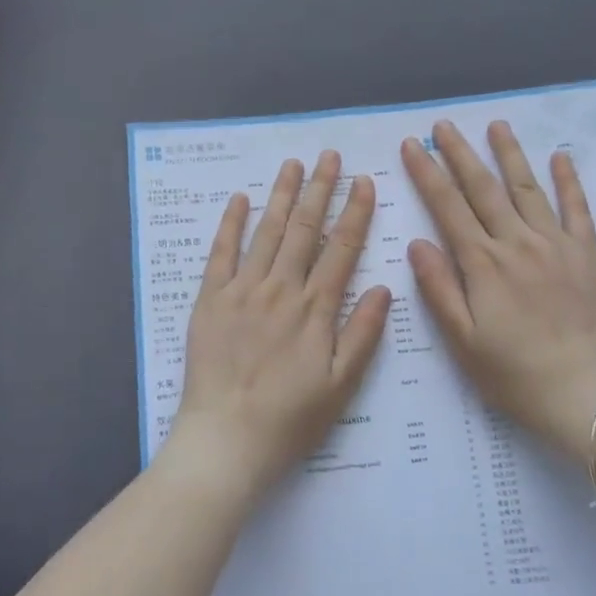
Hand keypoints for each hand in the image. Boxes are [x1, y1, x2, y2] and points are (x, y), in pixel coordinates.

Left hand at [170, 151, 391, 500]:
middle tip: (329, 156)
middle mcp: (281, 290)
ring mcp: (242, 291)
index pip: (341, 249)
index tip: (364, 182)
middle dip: (320, 190)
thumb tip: (385, 287)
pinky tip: (239, 199)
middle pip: (305, 230)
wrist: (227, 439)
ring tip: (294, 165)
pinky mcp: (210, 300)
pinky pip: (220, 253)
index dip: (355, 213)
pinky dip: (230, 224)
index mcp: (315, 309)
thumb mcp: (342, 384)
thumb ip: (363, 334)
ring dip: (282, 196)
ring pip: (267, 232)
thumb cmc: (291, 418)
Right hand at [402, 120, 595, 466]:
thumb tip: (417, 242)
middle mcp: (517, 243)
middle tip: (443, 125)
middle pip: (484, 188)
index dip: (427, 173)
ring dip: (510, 154)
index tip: (413, 145)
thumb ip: (439, 288)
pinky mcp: (586, 254)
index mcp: (483, 264)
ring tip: (496, 124)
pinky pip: (577, 209)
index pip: (448, 207)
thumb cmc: (513, 373)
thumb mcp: (462, 340)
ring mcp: (555, 244)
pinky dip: (568, 181)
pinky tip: (560, 157)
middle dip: (460, 153)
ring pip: (528, 188)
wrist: (582, 392)